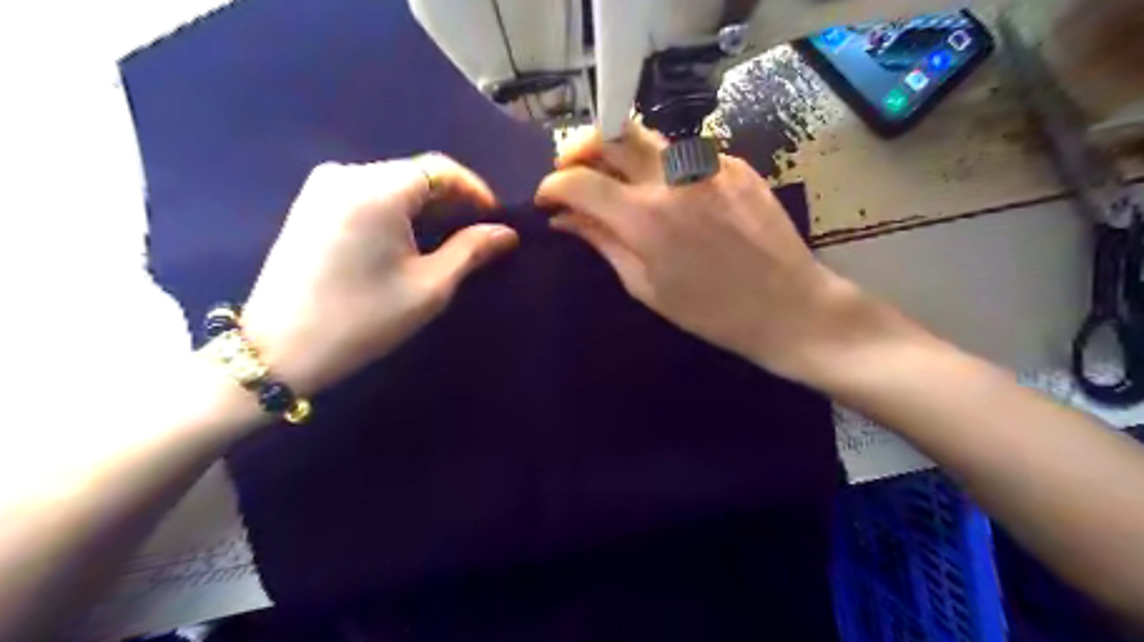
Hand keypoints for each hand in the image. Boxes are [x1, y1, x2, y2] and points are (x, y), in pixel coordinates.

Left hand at [243, 156, 516, 396]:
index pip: (441, 169)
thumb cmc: (363, 319)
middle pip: (415, 174)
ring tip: (448, 239)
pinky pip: (367, 195)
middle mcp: (346, 174)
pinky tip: (408, 239)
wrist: (279, 350)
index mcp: (376, 190)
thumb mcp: (429, 287)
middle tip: (477, 233)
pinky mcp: (310, 205)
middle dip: (451, 200)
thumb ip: (471, 251)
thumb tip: (506, 233)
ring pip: (392, 184)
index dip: (475, 190)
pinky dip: (396, 211)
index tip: (496, 218)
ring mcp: (321, 187)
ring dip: (425, 207)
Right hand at [536, 124, 891, 384]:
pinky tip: (668, 196)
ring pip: (647, 137)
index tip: (546, 200)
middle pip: (611, 132)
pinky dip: (662, 168)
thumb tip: (565, 219)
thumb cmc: (711, 312)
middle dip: (579, 148)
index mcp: (645, 216)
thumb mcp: (645, 286)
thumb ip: (602, 243)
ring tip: (615, 182)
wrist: (788, 307)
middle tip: (572, 173)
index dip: (552, 185)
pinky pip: (684, 154)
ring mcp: (708, 164)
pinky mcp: (734, 164)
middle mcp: (673, 177)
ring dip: (619, 154)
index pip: (579, 180)